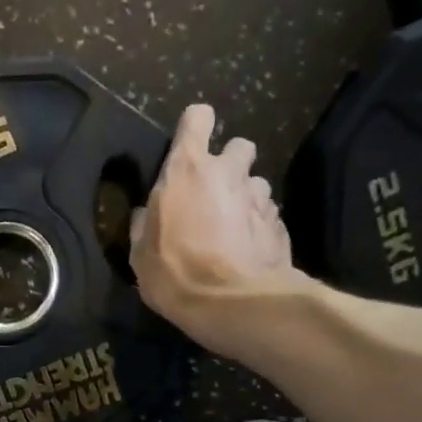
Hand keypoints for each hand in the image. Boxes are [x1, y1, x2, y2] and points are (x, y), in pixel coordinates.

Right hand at [131, 104, 310, 350]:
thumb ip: (143, 226)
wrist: (233, 304)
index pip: (198, 118)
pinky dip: (257, 226)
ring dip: (244, 198)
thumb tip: (144, 214)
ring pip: (255, 183)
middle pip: (238, 146)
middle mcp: (228, 172)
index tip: (189, 146)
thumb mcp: (141, 255)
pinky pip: (267, 214)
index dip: (195, 128)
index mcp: (187, 170)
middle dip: (229, 164)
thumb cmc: (175, 274)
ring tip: (232, 230)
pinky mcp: (280, 223)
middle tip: (214, 194)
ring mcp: (259, 196)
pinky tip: (246, 252)